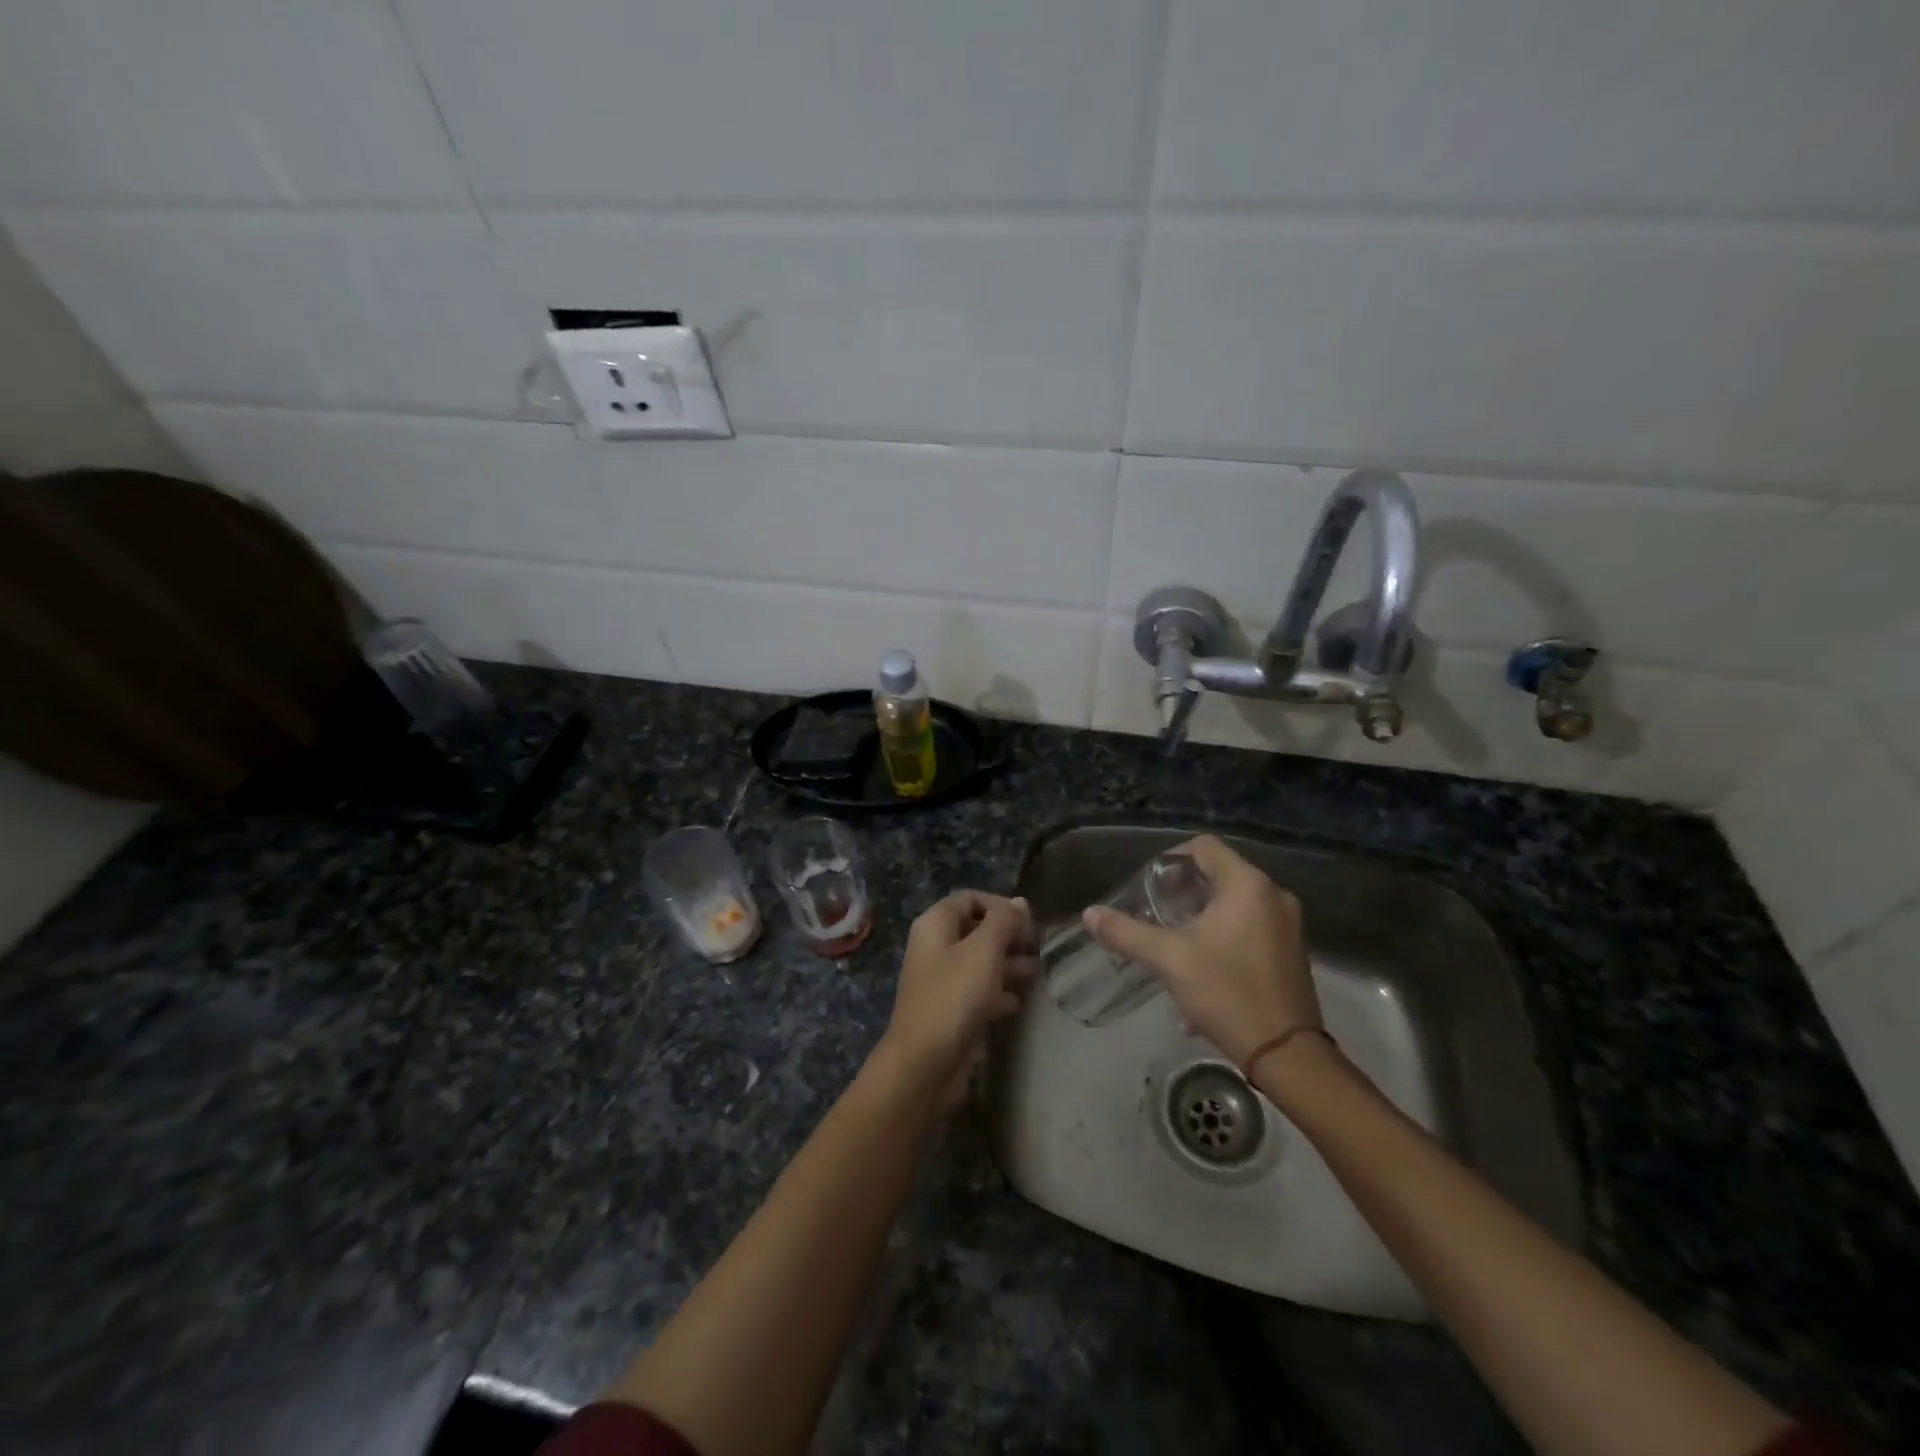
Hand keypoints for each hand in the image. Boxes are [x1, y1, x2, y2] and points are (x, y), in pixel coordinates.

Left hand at [879, 891, 1038, 1105]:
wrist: (925, 1063)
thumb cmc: (954, 996)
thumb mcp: (983, 951)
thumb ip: (1003, 921)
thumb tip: (1020, 902)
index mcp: (935, 925)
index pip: (970, 899)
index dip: (1001, 905)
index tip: (1030, 922)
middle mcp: (935, 948)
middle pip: (976, 930)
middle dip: (1009, 935)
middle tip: (1040, 946)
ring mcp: (941, 980)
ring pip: (980, 962)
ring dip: (1009, 963)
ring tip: (1038, 970)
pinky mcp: (951, 1010)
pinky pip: (978, 991)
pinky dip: (999, 992)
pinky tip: (1019, 1001)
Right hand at [1083, 836, 1319, 1067]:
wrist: (1286, 1055)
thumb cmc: (1227, 992)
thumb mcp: (1169, 959)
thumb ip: (1126, 932)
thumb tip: (1089, 914)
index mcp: (1247, 886)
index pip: (1204, 847)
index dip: (1172, 858)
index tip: (1150, 886)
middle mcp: (1274, 896)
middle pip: (1219, 875)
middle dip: (1183, 893)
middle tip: (1156, 914)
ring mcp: (1288, 926)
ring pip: (1234, 905)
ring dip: (1201, 918)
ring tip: (1173, 944)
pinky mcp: (1292, 952)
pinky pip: (1250, 929)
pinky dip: (1222, 938)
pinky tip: (1200, 972)